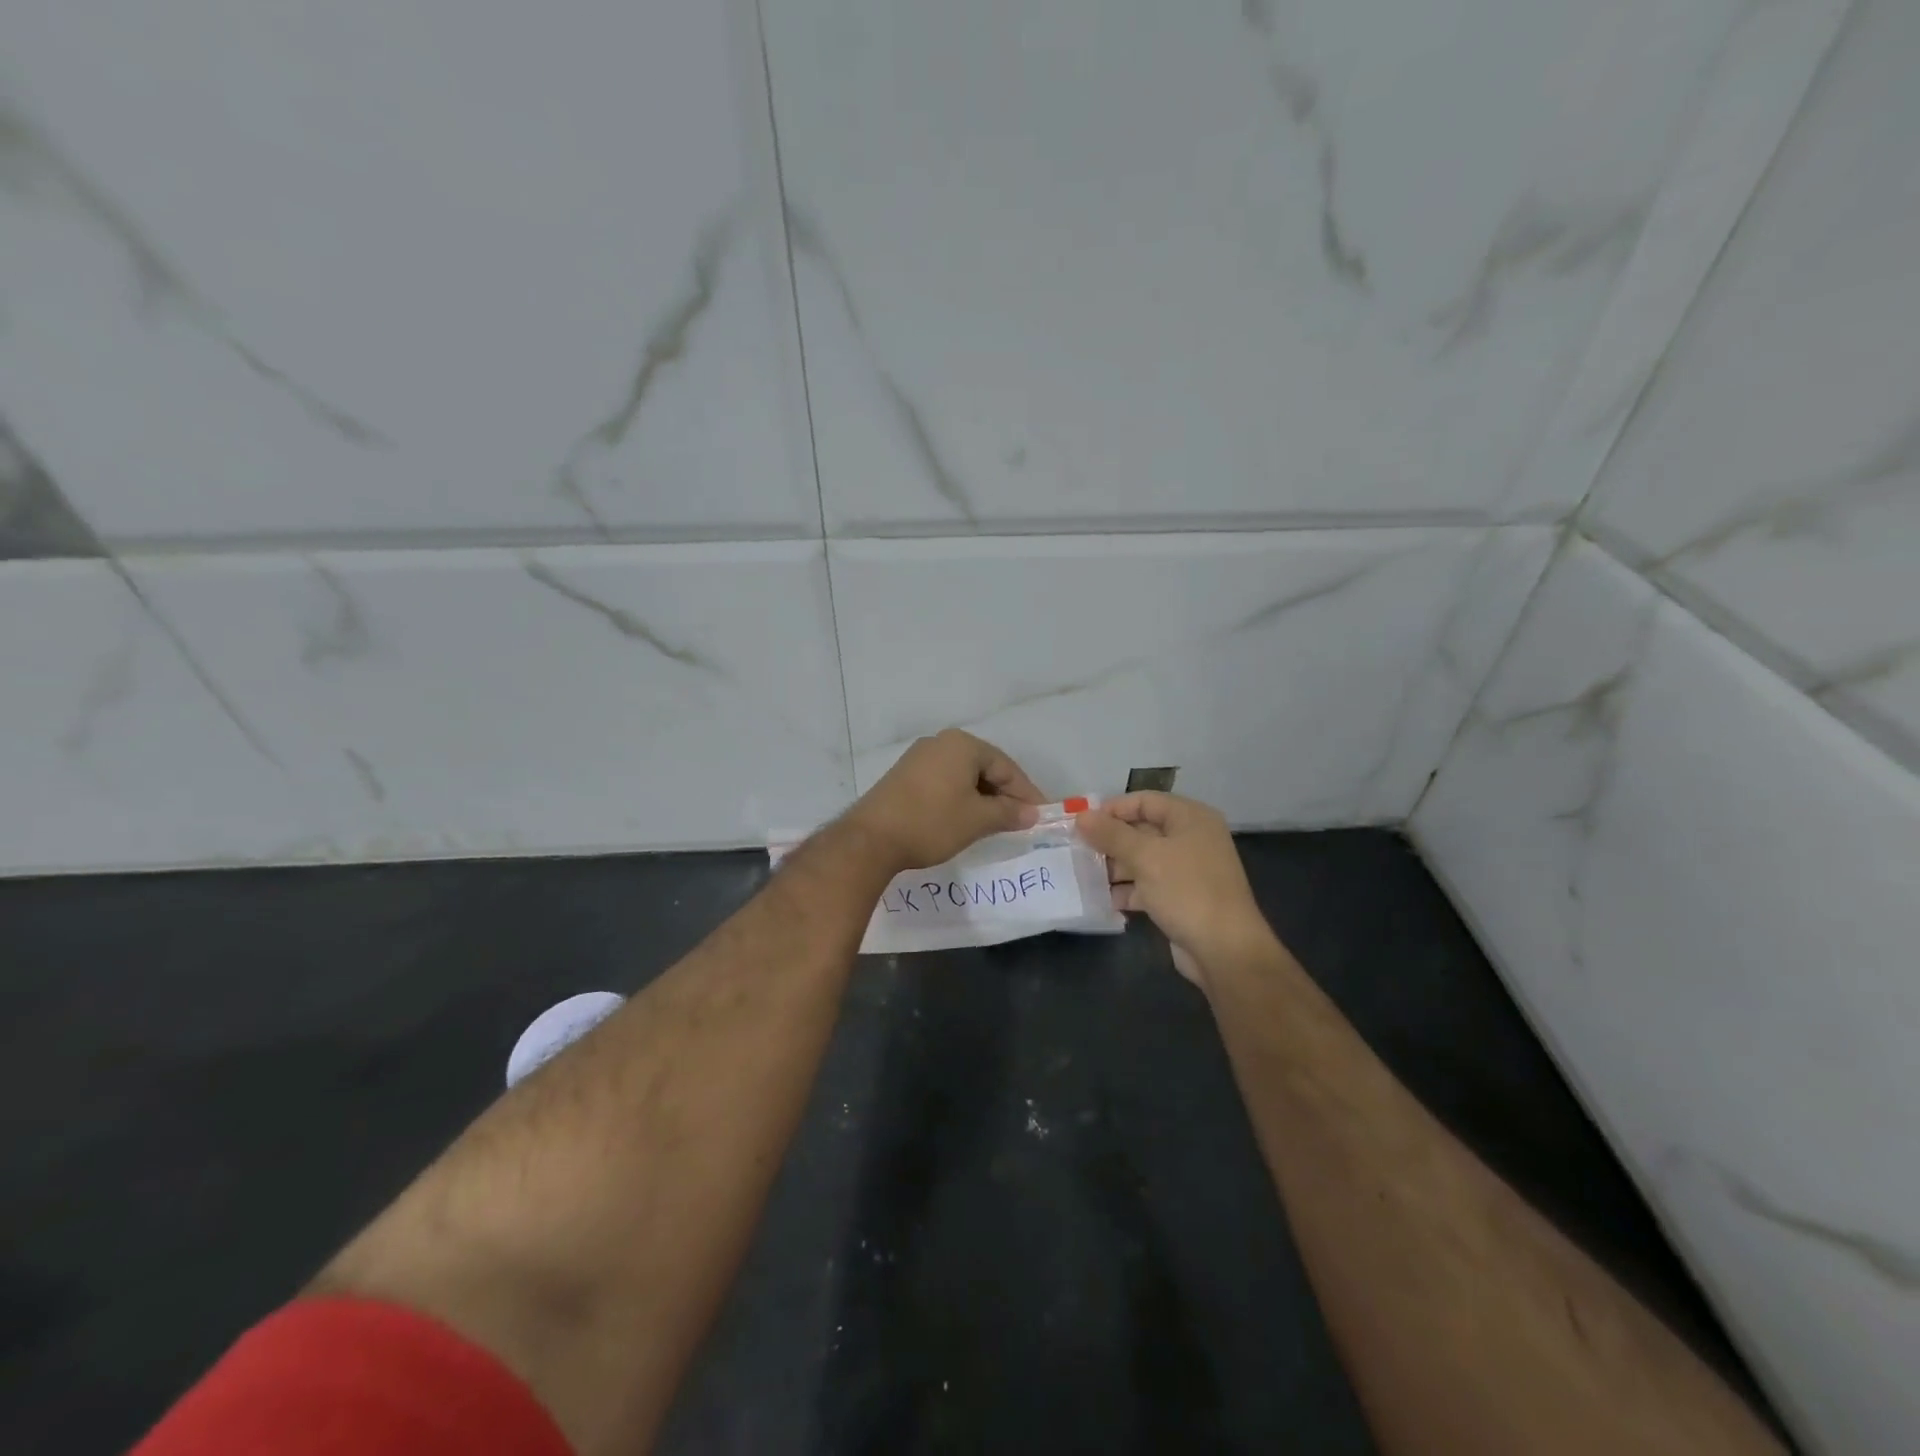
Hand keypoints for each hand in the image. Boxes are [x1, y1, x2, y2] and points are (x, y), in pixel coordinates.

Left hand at [845, 729, 1043, 871]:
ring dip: (982, 798)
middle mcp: (940, 743)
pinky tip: (965, 819)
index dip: (1026, 793)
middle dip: (1004, 794)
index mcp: (962, 745)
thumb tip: (1032, 814)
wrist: (870, 839)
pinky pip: (943, 782)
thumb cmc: (932, 822)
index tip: (1040, 816)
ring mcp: (918, 758)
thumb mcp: (977, 820)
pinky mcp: (903, 776)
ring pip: (963, 776)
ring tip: (995, 823)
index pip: (1006, 767)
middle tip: (1020, 820)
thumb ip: (1008, 813)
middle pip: (984, 767)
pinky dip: (960, 798)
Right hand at [1075, 792, 1278, 989]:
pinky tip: (1102, 899)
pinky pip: (1147, 886)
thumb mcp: (1145, 857)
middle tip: (1077, 851)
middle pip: (1141, 830)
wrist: (1224, 950)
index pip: (1144, 801)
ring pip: (1142, 860)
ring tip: (1082, 876)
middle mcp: (1191, 839)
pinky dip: (1127, 890)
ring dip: (1114, 867)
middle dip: (1109, 841)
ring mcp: (1187, 870)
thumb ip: (1111, 834)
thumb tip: (1081, 816)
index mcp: (1190, 818)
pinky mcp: (1180, 898)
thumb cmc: (1186, 891)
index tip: (1081, 824)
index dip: (1112, 809)